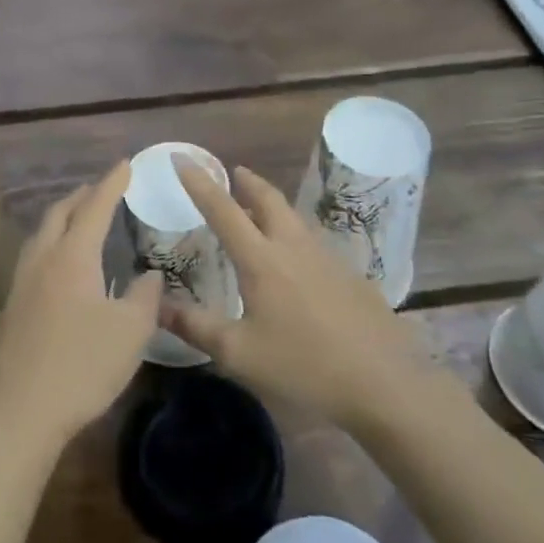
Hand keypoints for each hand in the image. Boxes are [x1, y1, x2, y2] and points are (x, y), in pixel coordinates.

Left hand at [0, 161, 159, 449]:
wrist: (21, 411)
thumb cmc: (82, 366)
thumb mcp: (131, 332)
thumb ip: (145, 296)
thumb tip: (150, 275)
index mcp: (72, 256)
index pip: (95, 207)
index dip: (112, 183)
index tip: (126, 164)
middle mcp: (43, 259)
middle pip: (61, 212)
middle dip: (83, 195)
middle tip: (103, 188)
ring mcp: (22, 281)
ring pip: (42, 233)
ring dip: (63, 217)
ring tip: (81, 219)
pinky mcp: (12, 305)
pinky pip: (35, 255)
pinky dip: (52, 242)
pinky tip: (61, 263)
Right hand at [165, 160, 422, 430]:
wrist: (386, 384)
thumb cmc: (304, 367)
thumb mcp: (239, 354)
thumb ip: (196, 326)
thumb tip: (157, 304)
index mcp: (262, 260)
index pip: (222, 210)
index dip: (199, 183)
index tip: (182, 159)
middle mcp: (293, 248)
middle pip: (268, 199)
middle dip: (247, 182)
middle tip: (233, 173)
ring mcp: (327, 259)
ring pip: (293, 219)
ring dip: (272, 206)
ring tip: (258, 211)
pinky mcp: (351, 276)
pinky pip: (313, 242)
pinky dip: (294, 236)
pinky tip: (296, 262)